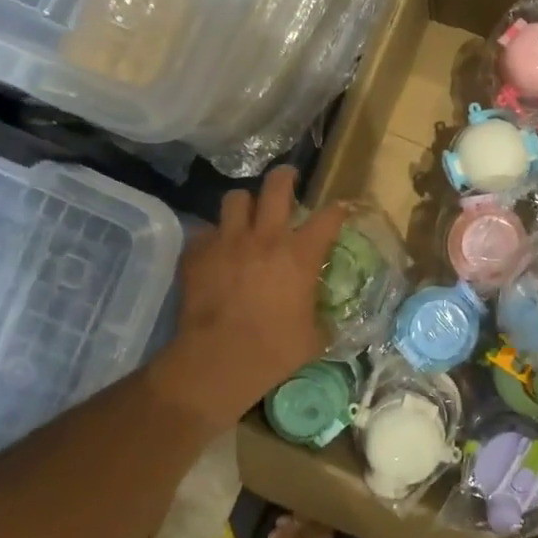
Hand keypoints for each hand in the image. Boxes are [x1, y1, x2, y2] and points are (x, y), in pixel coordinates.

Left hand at [165, 167, 348, 432]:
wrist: (218, 360)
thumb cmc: (274, 351)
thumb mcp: (313, 338)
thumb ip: (319, 318)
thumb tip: (324, 321)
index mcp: (300, 255)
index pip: (328, 218)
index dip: (337, 210)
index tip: (340, 210)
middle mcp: (266, 238)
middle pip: (276, 186)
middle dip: (284, 177)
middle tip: (287, 179)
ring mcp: (228, 241)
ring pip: (235, 199)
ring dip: (244, 204)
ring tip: (245, 214)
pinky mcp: (198, 253)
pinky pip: (205, 231)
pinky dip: (212, 237)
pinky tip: (214, 251)